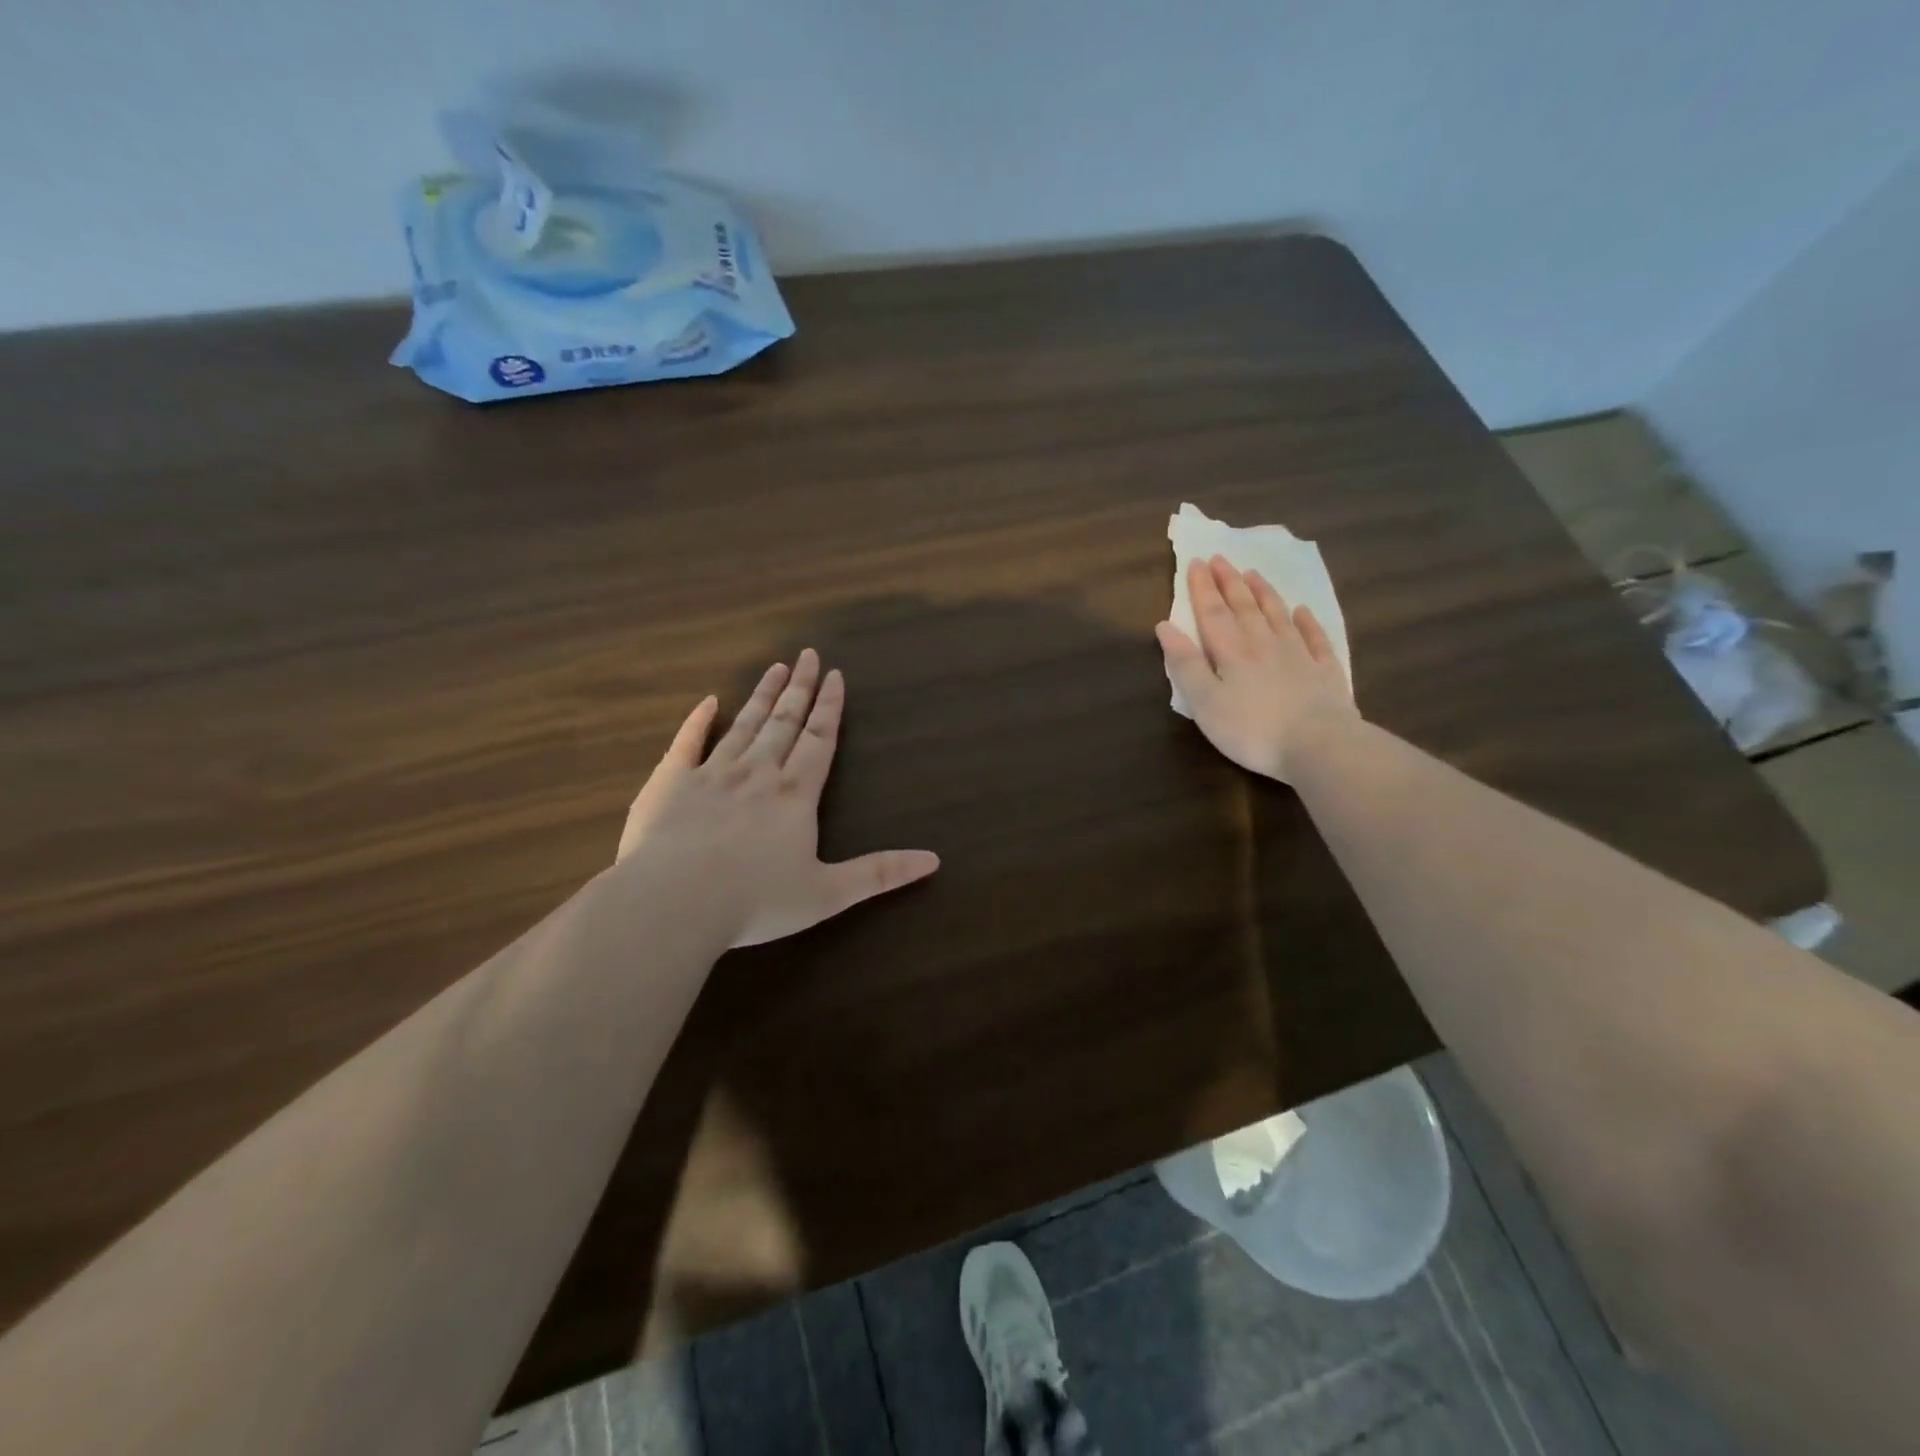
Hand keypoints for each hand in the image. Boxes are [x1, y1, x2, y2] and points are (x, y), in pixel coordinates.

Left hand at [617, 649, 940, 946]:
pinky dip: (699, 720)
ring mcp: (711, 774)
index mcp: (794, 796)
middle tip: (807, 654)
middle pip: (783, 722)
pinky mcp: (670, 784)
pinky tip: (709, 702)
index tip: (835, 675)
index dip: (830, 708)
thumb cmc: (755, 901)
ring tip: (774, 667)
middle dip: (799, 688)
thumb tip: (934, 860)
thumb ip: (879, 874)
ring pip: (743, 725)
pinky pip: (687, 743)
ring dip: (761, 696)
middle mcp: (757, 774)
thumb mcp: (828, 895)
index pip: (819, 741)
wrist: (674, 902)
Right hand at [1155, 556, 1357, 781]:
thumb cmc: (1251, 729)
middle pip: (1244, 607)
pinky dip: (1307, 622)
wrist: (1319, 745)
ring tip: (1253, 574)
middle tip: (1220, 558)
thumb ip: (1185, 664)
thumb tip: (1165, 626)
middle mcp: (1264, 644)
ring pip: (1278, 615)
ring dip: (1263, 593)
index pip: (1212, 612)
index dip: (1202, 588)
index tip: (1196, 562)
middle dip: (1229, 582)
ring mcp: (1298, 655)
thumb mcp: (1205, 702)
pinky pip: (1314, 638)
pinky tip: (1302, 611)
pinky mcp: (1325, 672)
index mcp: (1232, 651)